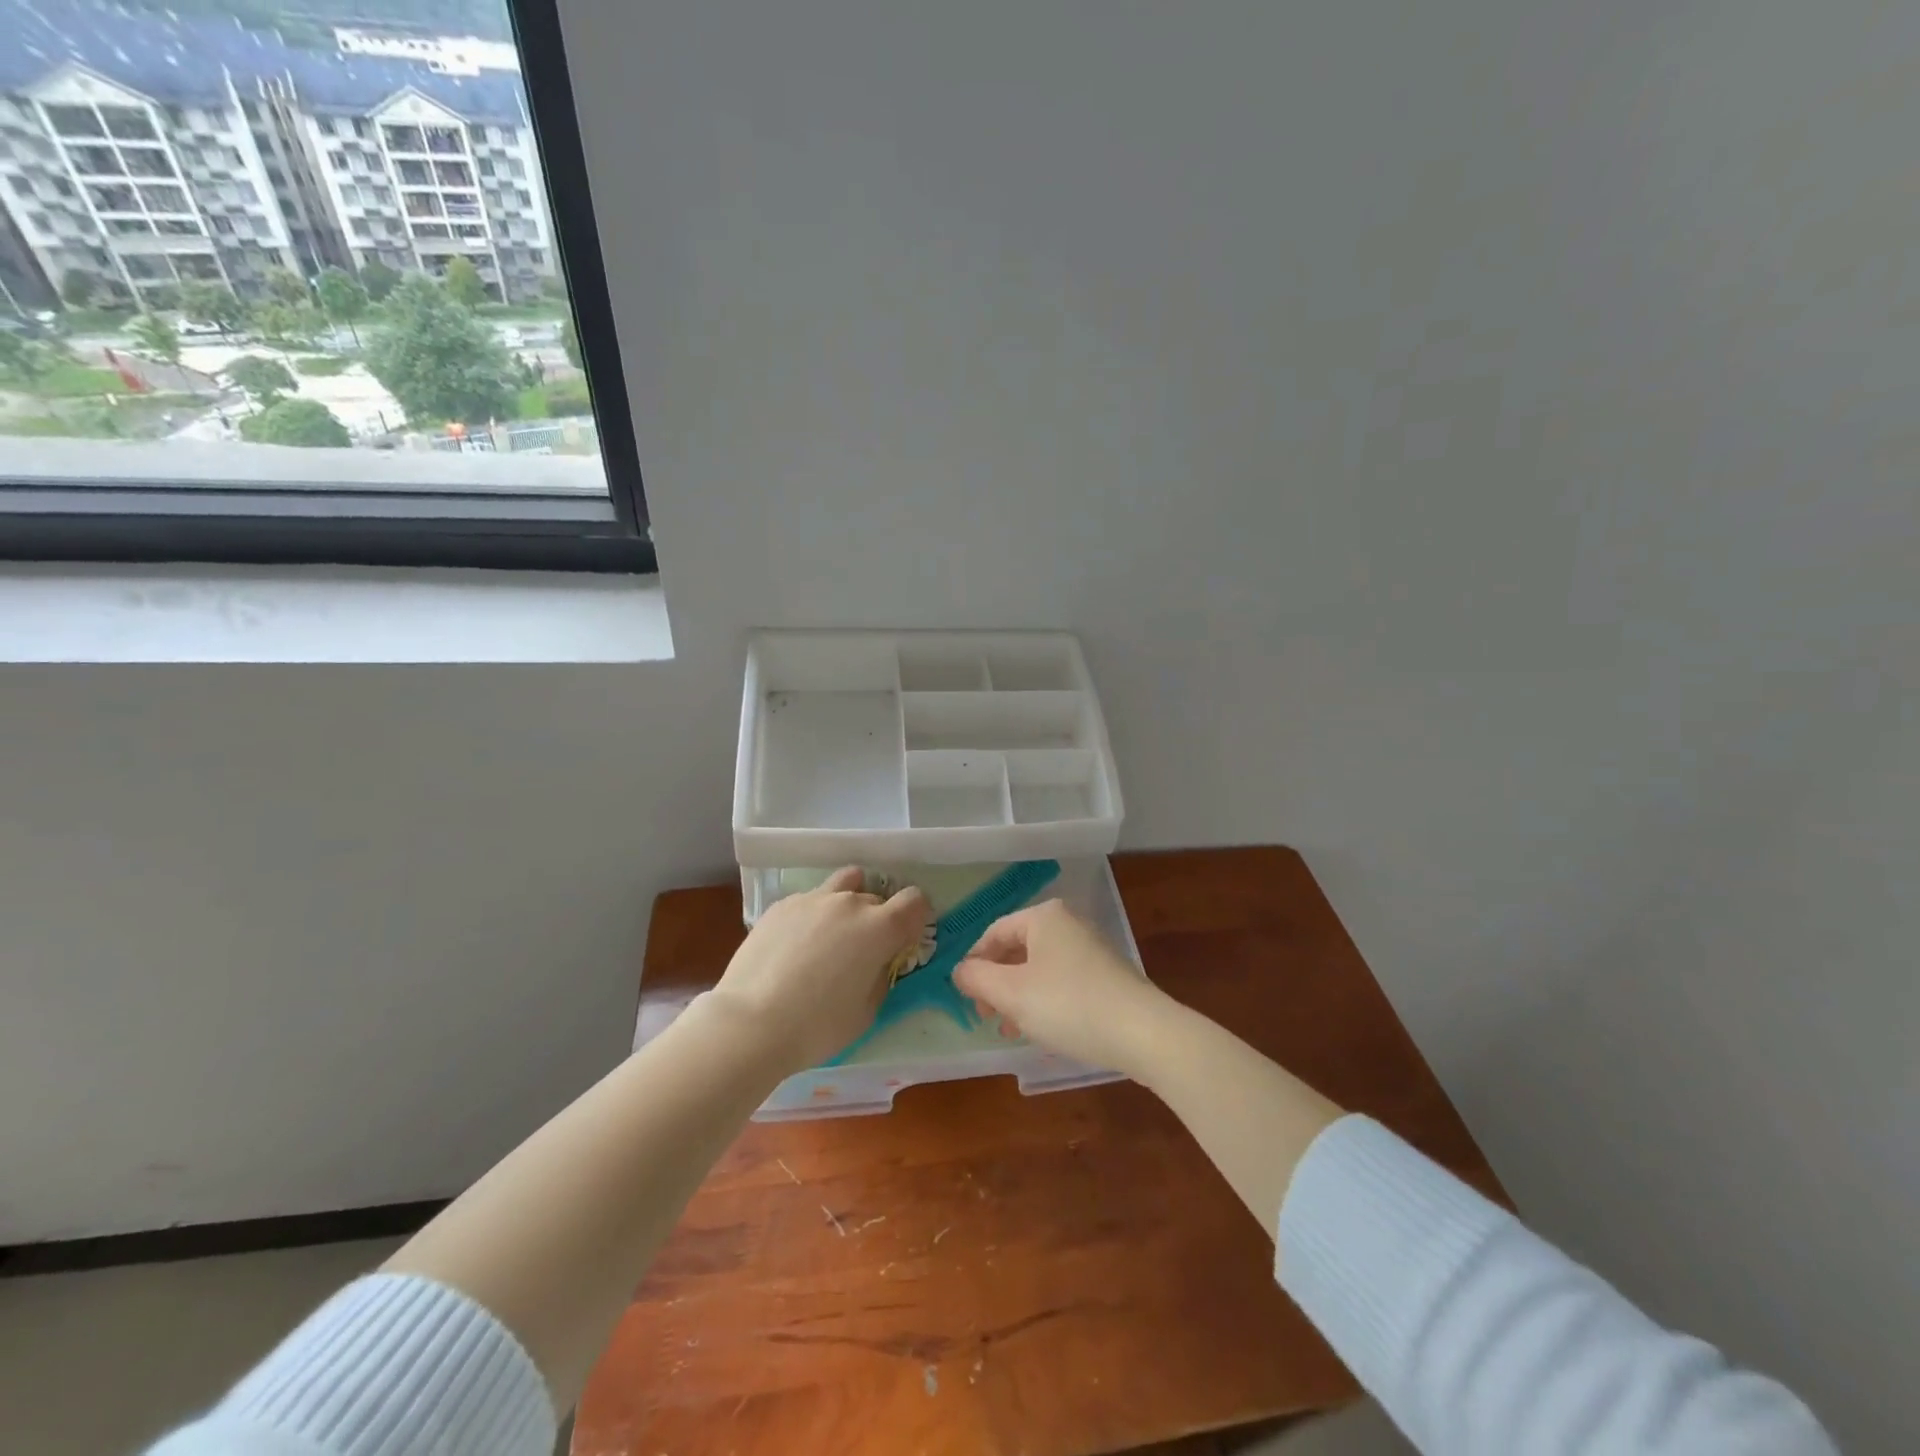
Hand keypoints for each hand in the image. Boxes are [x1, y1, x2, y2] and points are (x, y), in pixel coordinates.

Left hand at [705, 867, 930, 1072]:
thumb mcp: (866, 1011)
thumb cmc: (817, 1026)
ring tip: (834, 933)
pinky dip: (814, 915)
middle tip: (864, 951)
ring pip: (844, 884)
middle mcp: (850, 903)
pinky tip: (797, 945)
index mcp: (880, 928)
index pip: (915, 900)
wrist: (750, 1023)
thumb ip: (880, 976)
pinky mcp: (782, 905)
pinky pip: (811, 900)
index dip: (916, 918)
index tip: (905, 939)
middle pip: (878, 898)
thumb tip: (877, 962)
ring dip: (848, 902)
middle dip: (879, 919)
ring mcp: (813, 899)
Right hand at [954, 899, 1169, 1074]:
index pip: (994, 933)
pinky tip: (1043, 1031)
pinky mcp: (1107, 975)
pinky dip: (1045, 1002)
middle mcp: (1068, 924)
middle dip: (997, 984)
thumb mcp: (1011, 993)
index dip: (974, 964)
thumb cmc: (1068, 1005)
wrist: (1143, 1032)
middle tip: (987, 1016)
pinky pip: (1063, 982)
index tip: (966, 998)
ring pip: (1039, 969)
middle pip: (1017, 950)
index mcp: (1044, 917)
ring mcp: (1091, 949)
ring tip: (1011, 1030)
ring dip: (1019, 997)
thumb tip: (959, 970)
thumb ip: (977, 979)